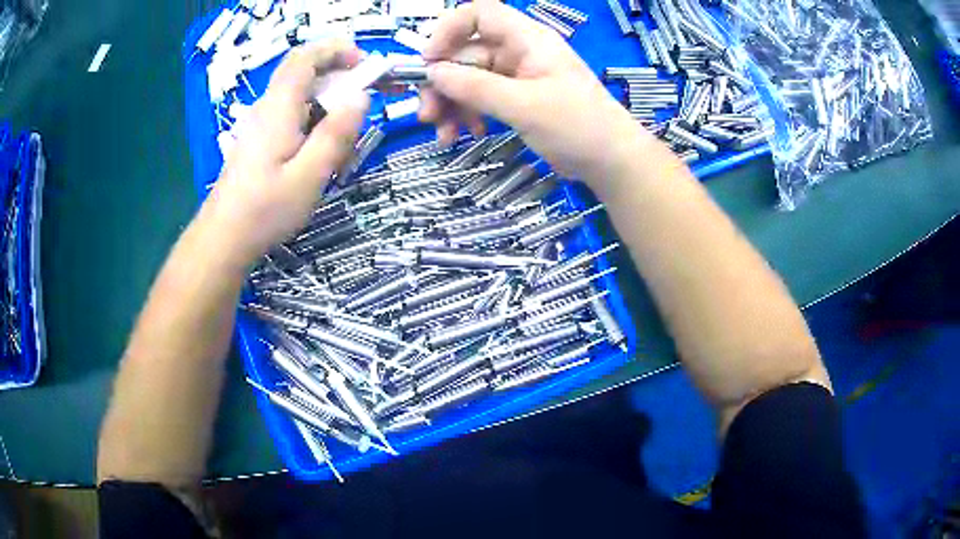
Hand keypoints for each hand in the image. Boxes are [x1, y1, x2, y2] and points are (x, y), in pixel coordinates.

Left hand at [205, 41, 370, 264]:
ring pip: (298, 95)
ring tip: (344, 136)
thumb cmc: (264, 210)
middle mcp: (267, 108)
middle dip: (336, 73)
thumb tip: (361, 96)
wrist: (223, 237)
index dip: (336, 49)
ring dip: (326, 101)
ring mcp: (260, 124)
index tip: (364, 63)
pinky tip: (319, 151)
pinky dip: (312, 119)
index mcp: (278, 108)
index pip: (305, 57)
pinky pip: (290, 115)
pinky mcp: (258, 140)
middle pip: (302, 72)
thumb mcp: (309, 176)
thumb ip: (336, 134)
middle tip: (364, 96)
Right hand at [420, 0, 651, 180]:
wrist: (612, 161)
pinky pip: (483, 98)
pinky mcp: (518, 98)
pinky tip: (469, 133)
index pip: (479, 14)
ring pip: (470, 79)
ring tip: (445, 135)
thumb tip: (433, 73)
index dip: (448, 30)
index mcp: (527, 39)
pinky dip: (470, 113)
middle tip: (427, 115)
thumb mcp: (524, 105)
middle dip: (444, 84)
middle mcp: (519, 51)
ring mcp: (518, 75)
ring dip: (453, 104)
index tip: (428, 61)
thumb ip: (476, 87)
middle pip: (467, 54)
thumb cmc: (578, 126)